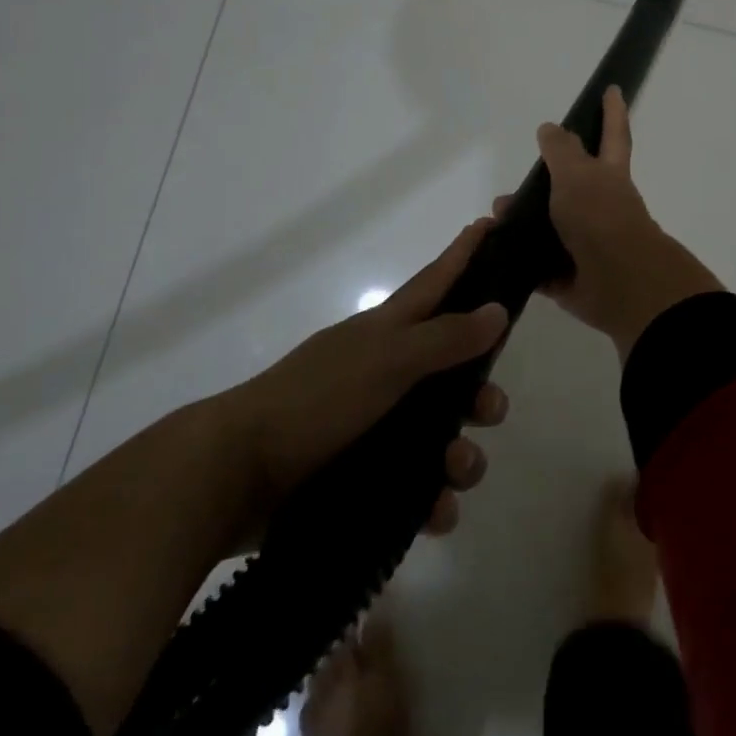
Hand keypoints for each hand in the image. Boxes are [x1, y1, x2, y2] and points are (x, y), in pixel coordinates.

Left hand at [229, 220, 509, 538]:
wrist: (237, 473)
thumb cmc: (317, 399)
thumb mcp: (386, 360)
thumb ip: (444, 338)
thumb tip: (498, 310)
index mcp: (387, 333)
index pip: (437, 282)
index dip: (465, 254)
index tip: (494, 225)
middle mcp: (387, 373)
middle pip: (453, 370)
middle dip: (481, 389)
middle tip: (490, 408)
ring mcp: (377, 427)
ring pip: (443, 434)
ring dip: (462, 455)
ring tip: (455, 470)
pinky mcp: (367, 478)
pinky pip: (418, 488)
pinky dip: (433, 500)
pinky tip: (435, 511)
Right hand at [497, 86, 721, 361]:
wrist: (618, 282)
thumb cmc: (600, 216)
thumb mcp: (577, 173)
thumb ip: (561, 150)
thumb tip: (550, 128)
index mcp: (608, 176)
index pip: (612, 134)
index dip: (612, 111)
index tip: (613, 89)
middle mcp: (600, 206)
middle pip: (570, 186)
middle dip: (543, 184)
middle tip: (510, 188)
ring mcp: (587, 242)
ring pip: (549, 227)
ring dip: (522, 223)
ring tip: (493, 221)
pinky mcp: (570, 276)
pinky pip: (540, 266)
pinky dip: (519, 260)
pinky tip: (494, 253)